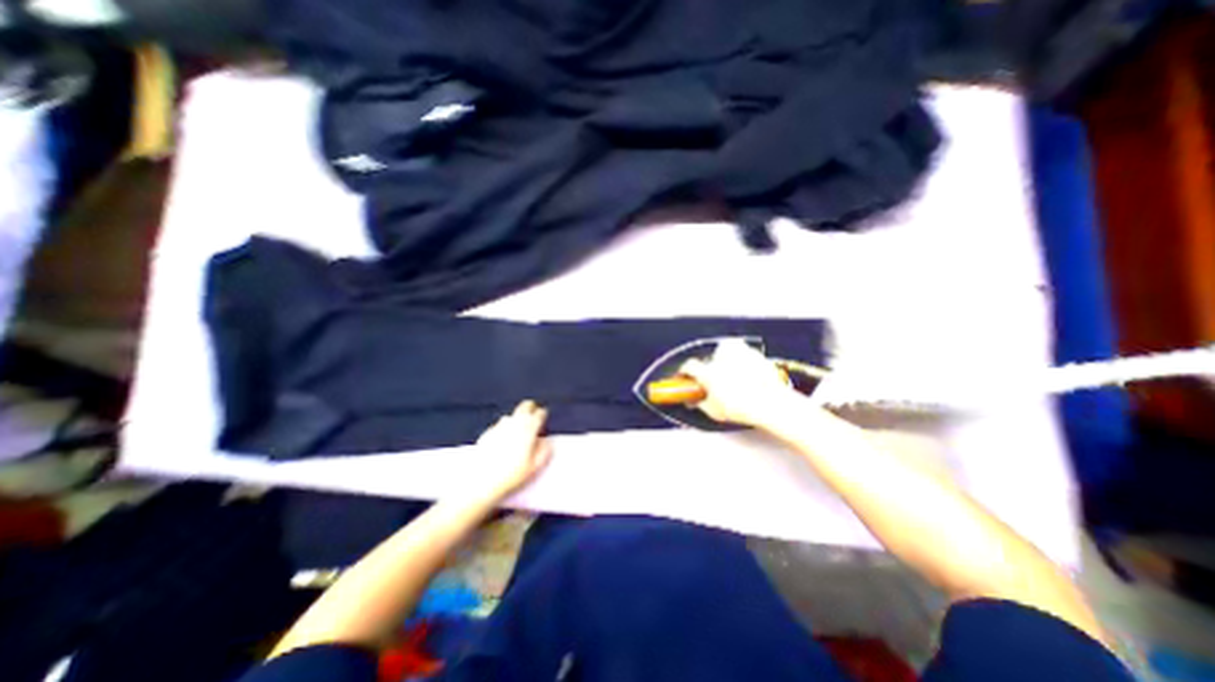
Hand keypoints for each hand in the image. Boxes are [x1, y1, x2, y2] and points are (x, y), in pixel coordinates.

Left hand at [469, 401, 553, 500]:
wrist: (482, 481)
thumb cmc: (512, 474)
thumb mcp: (535, 466)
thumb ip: (544, 451)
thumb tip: (546, 442)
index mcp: (528, 429)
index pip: (539, 414)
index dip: (542, 414)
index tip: (543, 418)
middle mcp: (514, 423)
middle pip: (525, 406)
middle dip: (530, 408)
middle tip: (533, 415)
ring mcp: (499, 426)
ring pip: (511, 415)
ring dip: (517, 418)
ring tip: (518, 430)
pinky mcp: (487, 432)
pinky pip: (499, 425)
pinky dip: (504, 428)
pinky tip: (502, 440)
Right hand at [680, 338, 805, 429]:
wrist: (773, 404)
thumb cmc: (743, 407)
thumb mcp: (714, 411)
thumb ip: (700, 404)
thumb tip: (696, 401)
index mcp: (708, 371)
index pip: (690, 366)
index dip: (686, 372)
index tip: (686, 376)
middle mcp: (722, 357)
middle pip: (710, 359)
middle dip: (710, 367)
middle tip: (713, 381)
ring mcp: (740, 353)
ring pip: (727, 355)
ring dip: (727, 364)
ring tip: (733, 380)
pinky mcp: (756, 354)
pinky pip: (744, 357)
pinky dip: (743, 365)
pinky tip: (747, 378)